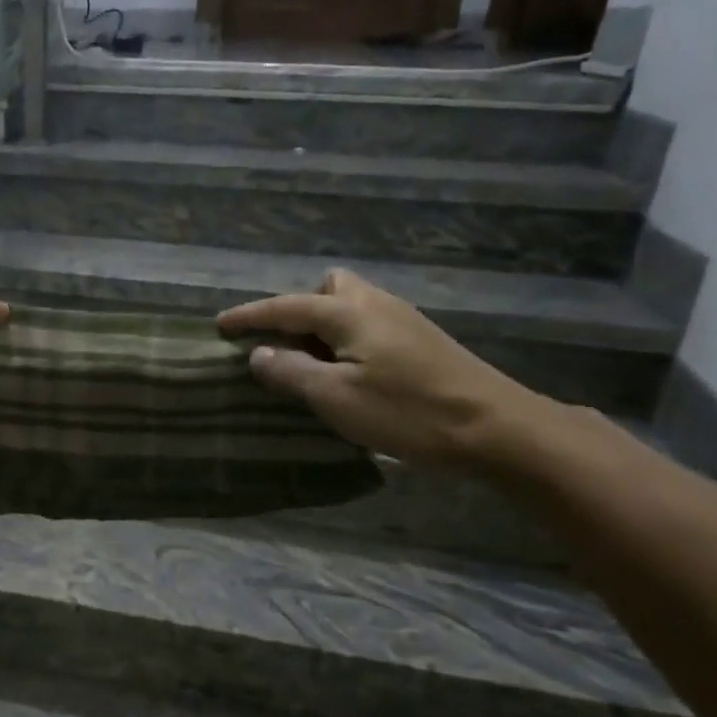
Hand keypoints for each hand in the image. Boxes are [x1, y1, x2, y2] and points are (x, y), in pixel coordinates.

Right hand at [218, 268, 546, 464]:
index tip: (220, 325)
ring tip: (313, 364)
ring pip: (352, 304)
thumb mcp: (336, 397)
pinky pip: (370, 324)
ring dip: (324, 325)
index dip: (250, 316)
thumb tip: (258, 354)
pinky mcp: (423, 341)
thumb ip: (291, 372)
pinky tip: (351, 373)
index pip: (287, 306)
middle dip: (299, 308)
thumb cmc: (407, 412)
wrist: (496, 428)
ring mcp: (404, 320)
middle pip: (328, 287)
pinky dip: (347, 338)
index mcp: (349, 312)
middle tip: (284, 344)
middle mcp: (376, 304)